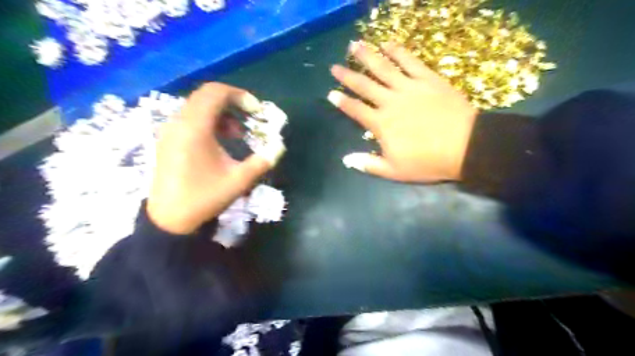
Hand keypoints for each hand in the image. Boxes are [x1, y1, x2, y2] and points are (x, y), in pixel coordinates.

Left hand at [146, 82, 284, 233]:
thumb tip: (278, 147)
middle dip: (233, 103)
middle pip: (206, 96)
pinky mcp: (168, 139)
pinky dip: (210, 121)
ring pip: (198, 106)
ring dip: (222, 113)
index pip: (215, 93)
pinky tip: (220, 141)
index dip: (239, 95)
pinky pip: (191, 118)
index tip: (256, 110)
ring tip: (237, 134)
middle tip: (250, 119)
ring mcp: (170, 130)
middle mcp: (179, 123)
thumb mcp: (238, 181)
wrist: (169, 219)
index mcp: (195, 128)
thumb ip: (262, 162)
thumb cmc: (204, 197)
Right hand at [327, 40, 475, 183]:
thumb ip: (369, 164)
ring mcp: (409, 87)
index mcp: (381, 124)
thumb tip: (346, 159)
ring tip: (355, 46)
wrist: (465, 147)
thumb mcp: (394, 171)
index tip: (330, 93)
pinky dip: (397, 51)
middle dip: (348, 76)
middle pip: (364, 85)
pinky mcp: (427, 79)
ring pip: (383, 68)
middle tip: (335, 67)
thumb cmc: (427, 162)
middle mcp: (390, 101)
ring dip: (367, 56)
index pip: (356, 110)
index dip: (342, 102)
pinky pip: (409, 61)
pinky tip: (388, 43)